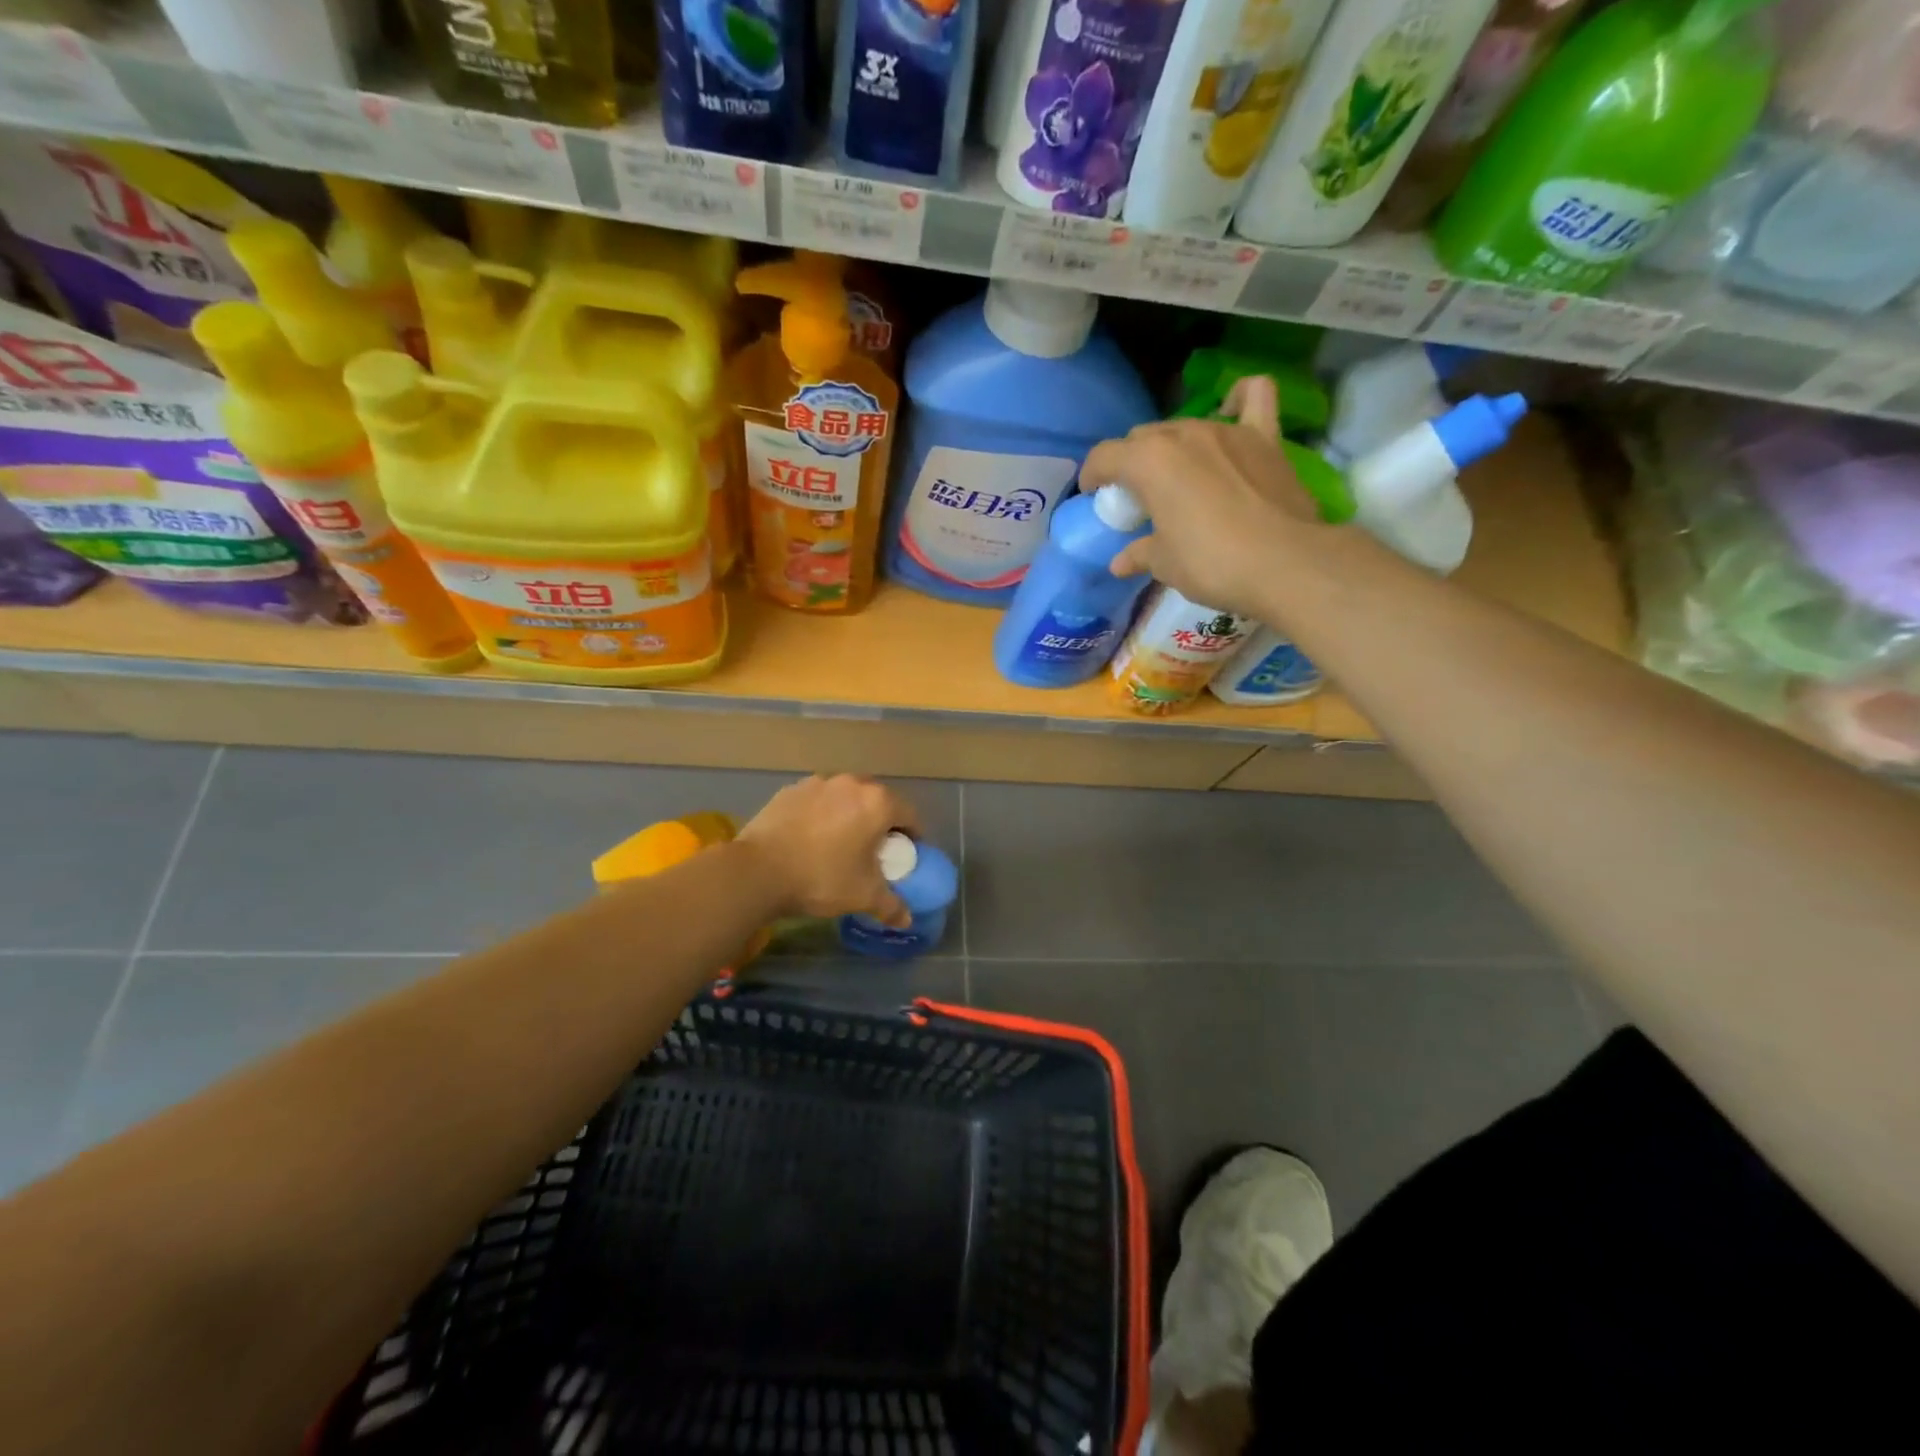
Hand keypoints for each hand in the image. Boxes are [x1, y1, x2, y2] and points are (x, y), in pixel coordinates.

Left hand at [737, 774, 922, 926]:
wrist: (758, 871)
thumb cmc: (822, 878)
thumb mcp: (863, 896)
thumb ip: (891, 906)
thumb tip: (906, 919)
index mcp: (877, 803)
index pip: (909, 815)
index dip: (912, 837)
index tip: (905, 856)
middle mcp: (851, 783)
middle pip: (877, 801)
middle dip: (880, 822)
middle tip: (874, 850)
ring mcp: (818, 783)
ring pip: (845, 798)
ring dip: (850, 815)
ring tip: (840, 843)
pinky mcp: (790, 790)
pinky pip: (817, 801)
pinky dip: (821, 815)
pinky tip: (810, 838)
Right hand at [1081, 375, 1332, 618]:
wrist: (1283, 563)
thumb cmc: (1211, 563)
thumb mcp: (1165, 564)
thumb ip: (1139, 554)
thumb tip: (1120, 562)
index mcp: (1149, 462)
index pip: (1104, 457)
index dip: (1092, 476)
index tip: (1093, 496)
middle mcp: (1183, 434)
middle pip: (1143, 438)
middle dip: (1132, 463)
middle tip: (1138, 498)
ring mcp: (1227, 430)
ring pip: (1185, 425)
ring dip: (1173, 447)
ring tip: (1178, 477)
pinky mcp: (1264, 438)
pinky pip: (1253, 398)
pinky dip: (1239, 400)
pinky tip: (1232, 411)